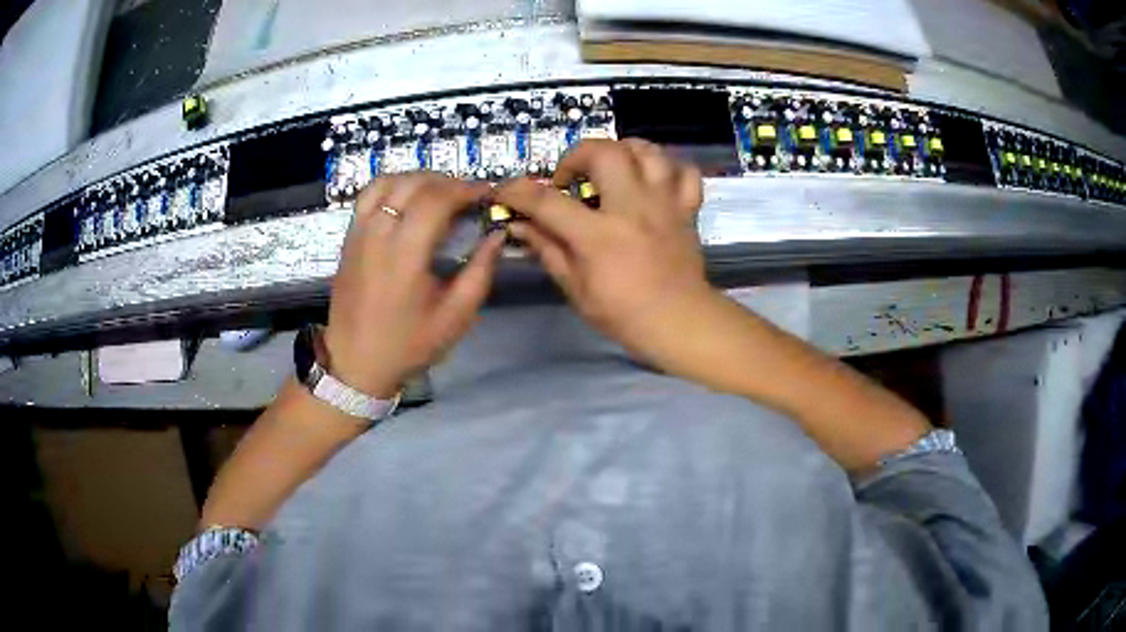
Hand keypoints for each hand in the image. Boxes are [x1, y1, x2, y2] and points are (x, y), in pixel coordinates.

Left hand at [323, 173, 504, 397]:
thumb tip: (496, 234)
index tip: (487, 194)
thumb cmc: (408, 345)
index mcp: (405, 254)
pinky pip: (369, 195)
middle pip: (413, 183)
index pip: (437, 198)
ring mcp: (359, 232)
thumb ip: (481, 271)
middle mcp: (378, 234)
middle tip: (468, 196)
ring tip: (439, 194)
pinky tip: (409, 200)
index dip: (466, 189)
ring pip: (388, 181)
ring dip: (418, 179)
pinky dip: (393, 186)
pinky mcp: (349, 237)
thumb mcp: (456, 317)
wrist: (355, 363)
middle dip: (446, 181)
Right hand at [494, 138, 715, 366]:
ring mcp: (665, 204)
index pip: (548, 202)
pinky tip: (653, 181)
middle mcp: (633, 207)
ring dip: (623, 151)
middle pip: (604, 152)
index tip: (505, 191)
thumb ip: (548, 251)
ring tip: (611, 168)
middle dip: (577, 156)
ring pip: (648, 151)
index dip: (518, 192)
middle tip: (570, 180)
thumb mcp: (576, 289)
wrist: (680, 323)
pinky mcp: (687, 210)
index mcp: (599, 235)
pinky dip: (668, 169)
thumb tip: (520, 226)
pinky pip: (685, 173)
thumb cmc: (625, 314)